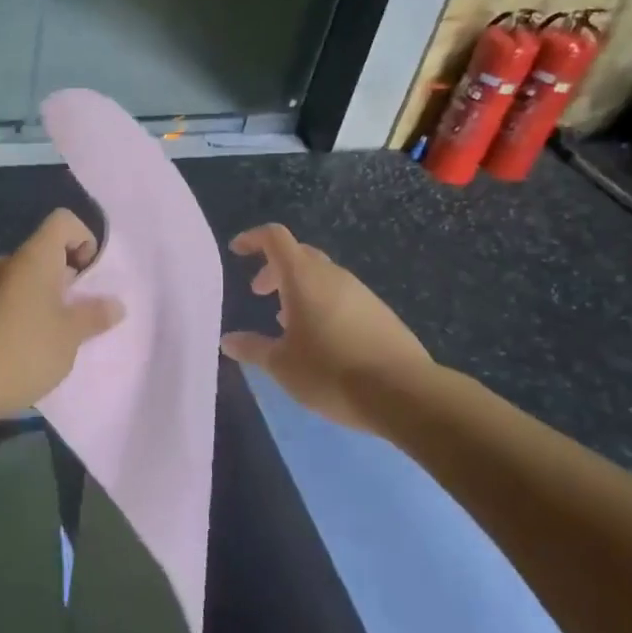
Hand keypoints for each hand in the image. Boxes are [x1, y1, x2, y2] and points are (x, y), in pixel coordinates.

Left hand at [0, 209, 124, 417]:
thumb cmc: (26, 349)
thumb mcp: (71, 334)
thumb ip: (95, 314)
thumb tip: (115, 305)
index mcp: (34, 257)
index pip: (63, 221)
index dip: (84, 238)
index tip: (90, 276)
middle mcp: (11, 264)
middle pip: (48, 250)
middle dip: (72, 275)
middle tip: (83, 311)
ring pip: (31, 278)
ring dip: (52, 297)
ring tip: (63, 332)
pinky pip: (15, 299)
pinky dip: (32, 311)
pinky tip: (36, 346)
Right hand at [220, 224, 432, 430]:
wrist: (404, 393)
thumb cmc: (331, 372)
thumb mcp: (282, 365)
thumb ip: (252, 348)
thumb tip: (228, 340)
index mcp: (304, 278)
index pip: (275, 238)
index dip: (253, 238)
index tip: (237, 251)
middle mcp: (333, 276)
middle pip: (300, 255)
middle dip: (275, 268)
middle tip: (259, 293)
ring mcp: (361, 293)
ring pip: (322, 277)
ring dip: (299, 289)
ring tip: (287, 322)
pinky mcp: (380, 313)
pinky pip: (342, 296)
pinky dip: (322, 304)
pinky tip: (321, 340)